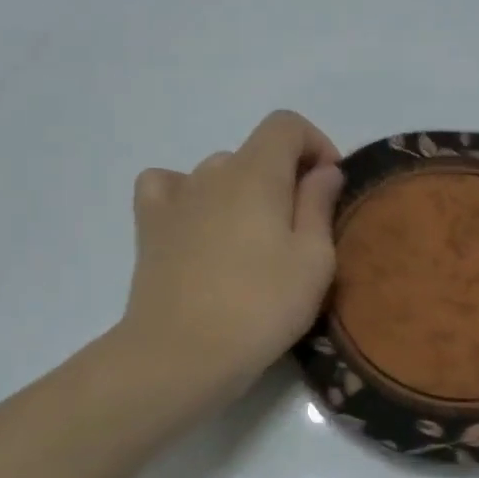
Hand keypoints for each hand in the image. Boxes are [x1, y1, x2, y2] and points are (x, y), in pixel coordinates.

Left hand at [117, 110, 344, 408]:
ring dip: (243, 191)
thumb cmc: (261, 307)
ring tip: (252, 240)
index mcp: (256, 172)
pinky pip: (167, 187)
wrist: (182, 354)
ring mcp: (176, 197)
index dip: (315, 144)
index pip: (286, 124)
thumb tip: (323, 171)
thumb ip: (319, 205)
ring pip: (217, 172)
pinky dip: (187, 195)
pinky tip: (198, 223)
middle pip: (255, 152)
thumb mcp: (314, 260)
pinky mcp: (149, 226)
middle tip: (299, 229)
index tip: (329, 185)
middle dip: (284, 177)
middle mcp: (213, 171)